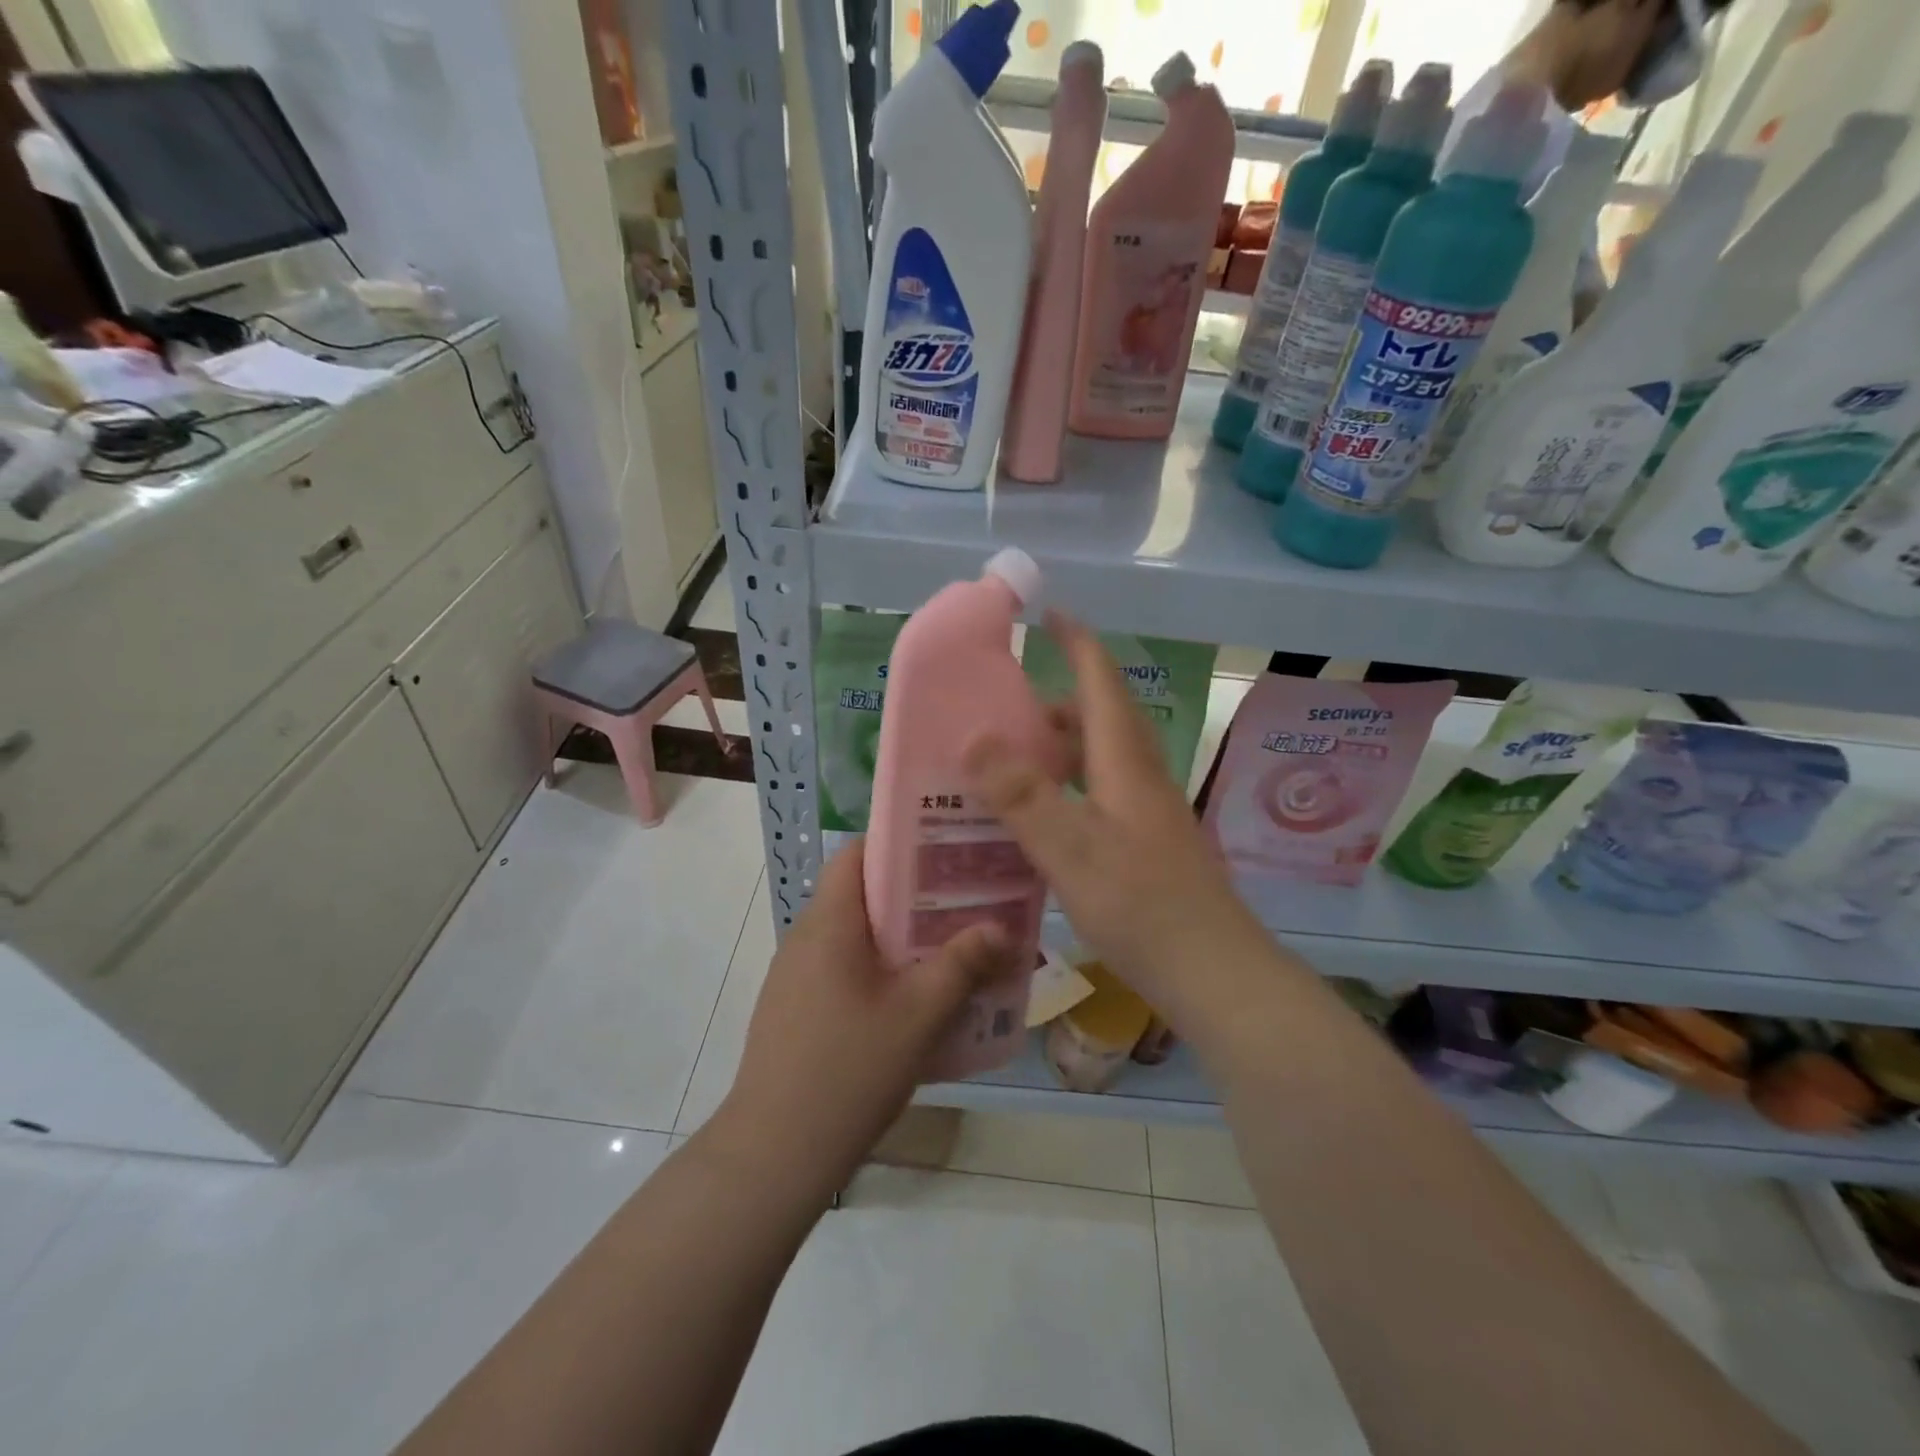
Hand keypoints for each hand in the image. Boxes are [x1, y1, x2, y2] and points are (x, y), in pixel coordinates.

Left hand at [715, 840, 1018, 1200]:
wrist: (775, 1152)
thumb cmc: (849, 1068)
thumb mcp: (919, 1015)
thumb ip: (961, 965)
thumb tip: (1001, 928)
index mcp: (829, 923)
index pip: (856, 853)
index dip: (899, 844)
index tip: (945, 853)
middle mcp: (805, 937)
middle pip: (860, 894)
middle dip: (912, 896)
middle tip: (964, 905)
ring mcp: (794, 976)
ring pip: (853, 936)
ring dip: (898, 938)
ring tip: (948, 950)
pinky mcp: (793, 1009)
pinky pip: (841, 969)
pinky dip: (877, 970)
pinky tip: (911, 1003)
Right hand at [963, 613, 1285, 1038]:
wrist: (1216, 975)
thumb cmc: (1144, 908)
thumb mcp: (1073, 850)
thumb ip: (1023, 795)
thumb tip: (973, 736)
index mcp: (1126, 764)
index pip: (1102, 684)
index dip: (1078, 644)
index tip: (1050, 614)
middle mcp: (1141, 779)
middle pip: (1101, 720)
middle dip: (1057, 701)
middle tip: (1006, 710)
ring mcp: (1148, 814)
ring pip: (1101, 760)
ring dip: (1061, 747)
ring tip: (1013, 763)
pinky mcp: (1148, 846)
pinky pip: (1101, 795)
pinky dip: (1068, 789)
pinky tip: (1042, 821)